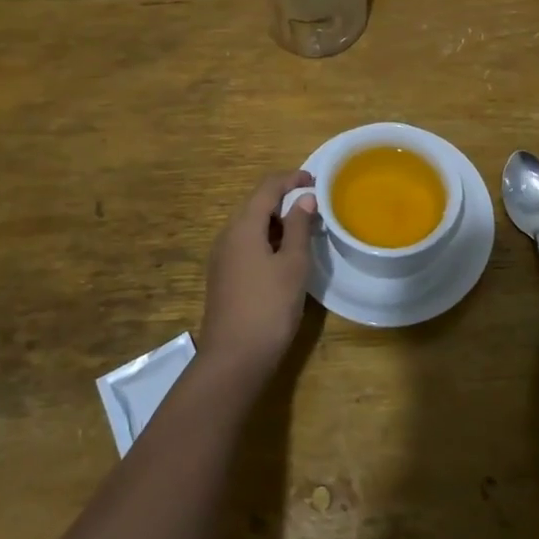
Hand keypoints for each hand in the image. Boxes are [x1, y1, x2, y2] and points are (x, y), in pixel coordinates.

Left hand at [199, 171, 317, 385]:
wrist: (233, 359)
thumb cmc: (269, 307)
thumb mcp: (292, 264)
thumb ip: (298, 227)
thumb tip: (304, 198)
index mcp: (243, 226)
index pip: (267, 187)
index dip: (291, 178)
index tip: (315, 180)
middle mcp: (227, 235)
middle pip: (256, 204)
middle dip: (285, 200)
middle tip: (314, 207)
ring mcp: (222, 258)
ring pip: (251, 226)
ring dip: (277, 222)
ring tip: (305, 231)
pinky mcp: (223, 277)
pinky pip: (246, 245)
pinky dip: (267, 240)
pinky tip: (284, 257)